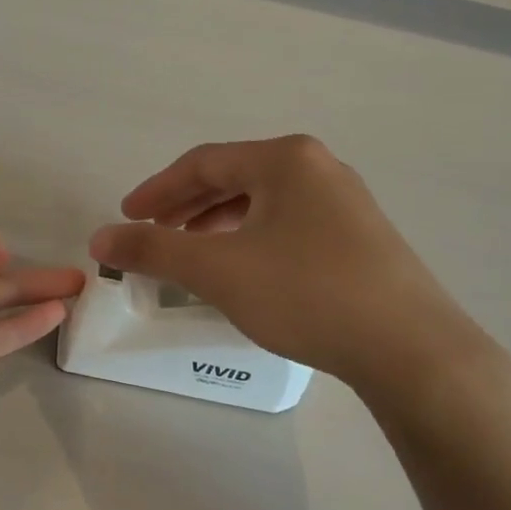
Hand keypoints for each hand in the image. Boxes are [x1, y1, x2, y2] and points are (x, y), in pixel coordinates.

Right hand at [89, 135, 485, 397]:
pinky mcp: (361, 237)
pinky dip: (251, 239)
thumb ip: (153, 250)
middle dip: (185, 207)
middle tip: (152, 234)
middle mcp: (319, 168)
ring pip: (262, 203)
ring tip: (191, 253)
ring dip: (217, 224)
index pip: (203, 164)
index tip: (125, 218)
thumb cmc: (306, 294)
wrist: (411, 349)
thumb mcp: (217, 270)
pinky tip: (244, 269)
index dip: (156, 190)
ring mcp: (346, 202)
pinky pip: (288, 224)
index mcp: (285, 159)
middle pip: (233, 178)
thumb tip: (99, 238)